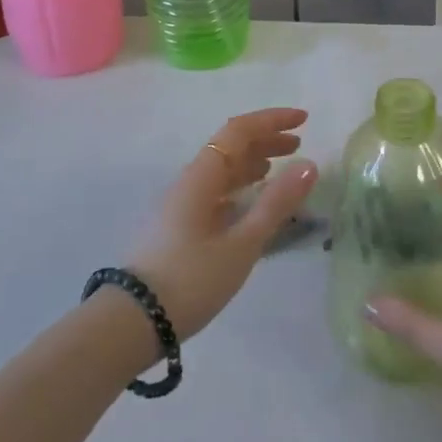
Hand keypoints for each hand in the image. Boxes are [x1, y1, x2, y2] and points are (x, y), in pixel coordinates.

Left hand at [126, 108, 316, 338]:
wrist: (133, 321)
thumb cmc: (191, 279)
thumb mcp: (242, 244)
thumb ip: (276, 203)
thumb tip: (309, 165)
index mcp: (202, 176)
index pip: (239, 131)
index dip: (272, 120)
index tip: (304, 120)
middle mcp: (190, 181)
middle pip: (230, 147)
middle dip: (265, 140)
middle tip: (298, 146)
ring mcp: (181, 204)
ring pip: (222, 170)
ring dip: (253, 163)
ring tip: (279, 170)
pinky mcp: (178, 226)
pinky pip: (215, 191)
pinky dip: (240, 187)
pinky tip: (251, 202)